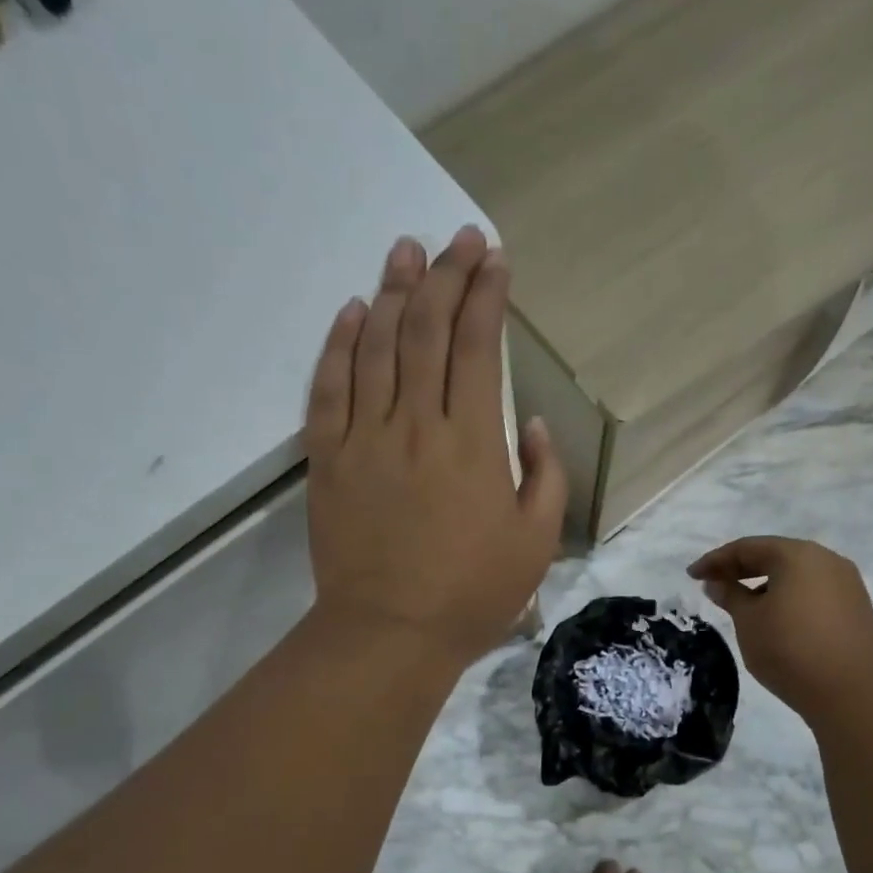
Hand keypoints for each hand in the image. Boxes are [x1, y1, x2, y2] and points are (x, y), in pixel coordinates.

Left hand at [304, 227, 564, 665]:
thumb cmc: (472, 593)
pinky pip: (328, 388)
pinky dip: (338, 344)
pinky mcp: (328, 459)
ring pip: (375, 347)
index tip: (494, 259)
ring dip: (391, 292)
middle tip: (457, 239)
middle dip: (444, 276)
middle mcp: (416, 425)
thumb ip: (545, 474)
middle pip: (425, 331)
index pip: (476, 347)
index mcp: (473, 443)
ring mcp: (364, 438)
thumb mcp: (537, 540)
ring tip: (404, 251)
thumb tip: (529, 422)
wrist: (389, 633)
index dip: (486, 296)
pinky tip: (351, 311)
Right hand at [688, 537, 872, 724]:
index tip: (692, 575)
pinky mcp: (857, 607)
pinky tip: (775, 616)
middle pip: (775, 556)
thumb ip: (731, 596)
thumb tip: (717, 583)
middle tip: (713, 584)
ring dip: (765, 583)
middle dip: (741, 569)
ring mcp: (847, 583)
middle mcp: (826, 560)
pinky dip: (789, 596)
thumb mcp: (749, 622)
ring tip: (742, 603)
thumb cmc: (790, 650)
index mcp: (797, 555)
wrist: (853, 692)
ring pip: (796, 574)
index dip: (715, 560)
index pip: (747, 548)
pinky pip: (813, 591)